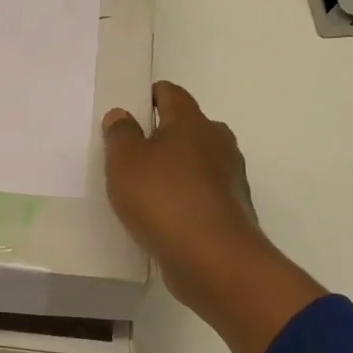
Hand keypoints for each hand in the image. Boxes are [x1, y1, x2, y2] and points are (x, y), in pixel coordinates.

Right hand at [103, 81, 325, 352]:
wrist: (212, 259)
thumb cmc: (163, 199)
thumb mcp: (125, 162)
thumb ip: (120, 135)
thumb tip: (122, 114)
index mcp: (193, 122)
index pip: (171, 94)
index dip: (150, 96)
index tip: (130, 110)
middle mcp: (218, 143)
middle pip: (188, 128)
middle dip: (163, 136)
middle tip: (132, 154)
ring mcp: (229, 178)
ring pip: (197, 163)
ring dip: (175, 170)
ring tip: (144, 189)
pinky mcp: (231, 210)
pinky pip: (202, 194)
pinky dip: (184, 198)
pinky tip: (163, 217)